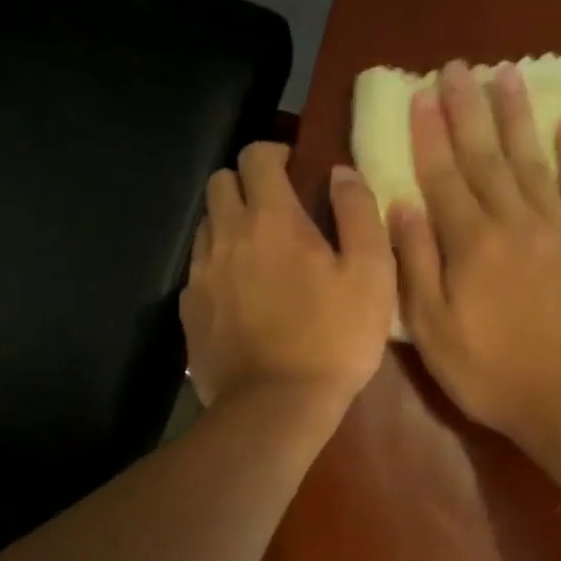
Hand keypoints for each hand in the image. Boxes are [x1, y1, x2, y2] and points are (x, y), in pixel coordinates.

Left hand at [182, 141, 394, 414]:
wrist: (276, 406)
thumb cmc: (333, 339)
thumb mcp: (371, 275)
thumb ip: (359, 213)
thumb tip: (341, 172)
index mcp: (271, 219)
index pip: (256, 156)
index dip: (275, 153)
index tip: (295, 170)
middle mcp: (226, 236)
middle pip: (220, 182)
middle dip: (246, 184)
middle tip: (276, 211)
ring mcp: (201, 274)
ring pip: (206, 225)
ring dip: (229, 225)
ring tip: (259, 254)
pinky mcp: (189, 310)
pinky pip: (198, 270)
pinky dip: (218, 267)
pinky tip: (241, 296)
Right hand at [389, 60, 560, 439]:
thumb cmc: (492, 371)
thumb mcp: (433, 329)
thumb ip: (415, 264)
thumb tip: (401, 206)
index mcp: (469, 243)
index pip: (443, 176)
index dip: (430, 134)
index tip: (421, 94)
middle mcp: (513, 221)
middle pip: (487, 156)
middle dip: (468, 109)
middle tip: (458, 67)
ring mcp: (559, 228)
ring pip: (533, 160)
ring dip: (518, 117)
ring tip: (507, 76)